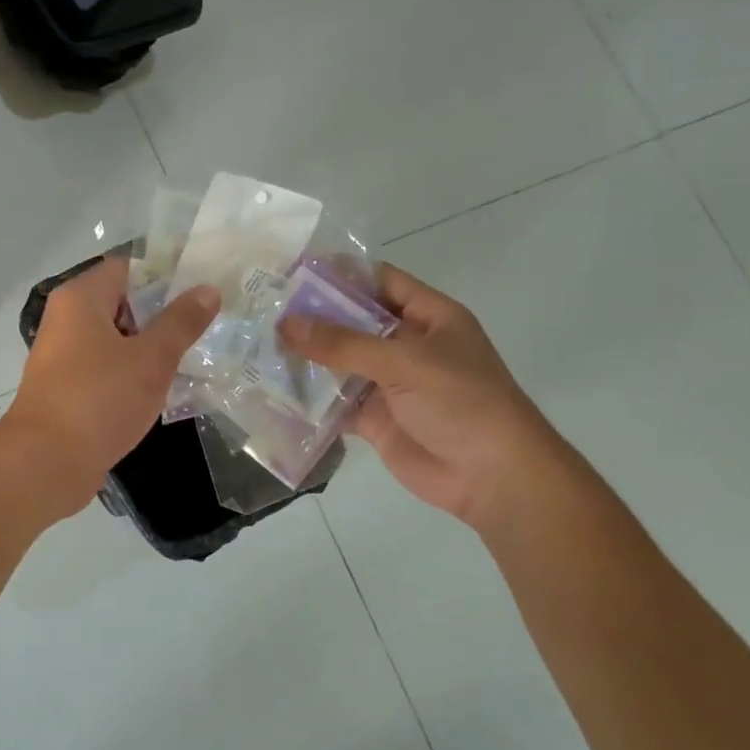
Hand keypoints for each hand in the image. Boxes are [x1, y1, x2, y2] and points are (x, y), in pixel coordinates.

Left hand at [0, 256, 220, 516]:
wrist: (47, 463)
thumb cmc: (100, 399)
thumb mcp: (151, 359)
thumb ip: (181, 322)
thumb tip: (207, 289)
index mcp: (81, 298)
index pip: (129, 267)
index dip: (167, 275)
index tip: (203, 289)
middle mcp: (67, 318)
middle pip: (123, 302)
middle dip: (164, 314)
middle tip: (207, 325)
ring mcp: (65, 355)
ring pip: (117, 338)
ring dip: (151, 347)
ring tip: (195, 355)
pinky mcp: (68, 387)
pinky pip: (107, 367)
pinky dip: (133, 372)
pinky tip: (165, 387)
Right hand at [280, 264, 555, 525]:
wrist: (492, 476)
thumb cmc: (461, 402)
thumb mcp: (406, 361)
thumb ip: (344, 343)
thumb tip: (286, 323)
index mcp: (429, 317)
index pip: (380, 282)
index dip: (340, 275)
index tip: (293, 273)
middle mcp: (408, 345)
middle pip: (354, 322)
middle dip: (313, 318)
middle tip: (263, 310)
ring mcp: (390, 384)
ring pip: (341, 363)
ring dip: (307, 358)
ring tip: (257, 346)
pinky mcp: (376, 419)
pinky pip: (337, 403)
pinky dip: (310, 400)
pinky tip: (274, 391)